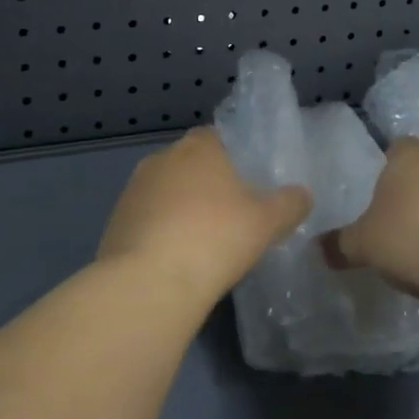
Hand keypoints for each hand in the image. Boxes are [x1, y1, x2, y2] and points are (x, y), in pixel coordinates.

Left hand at [97, 128, 311, 302]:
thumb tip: (302, 194)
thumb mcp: (268, 222)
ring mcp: (134, 188)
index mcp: (199, 147)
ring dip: (181, 208)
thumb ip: (290, 204)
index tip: (248, 182)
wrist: (150, 281)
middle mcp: (162, 158)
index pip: (218, 137)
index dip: (234, 157)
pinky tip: (175, 258)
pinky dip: (161, 231)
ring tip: (203, 241)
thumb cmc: (216, 238)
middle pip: (190, 164)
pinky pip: (147, 218)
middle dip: (207, 183)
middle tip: (231, 214)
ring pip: (166, 191)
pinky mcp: (116, 220)